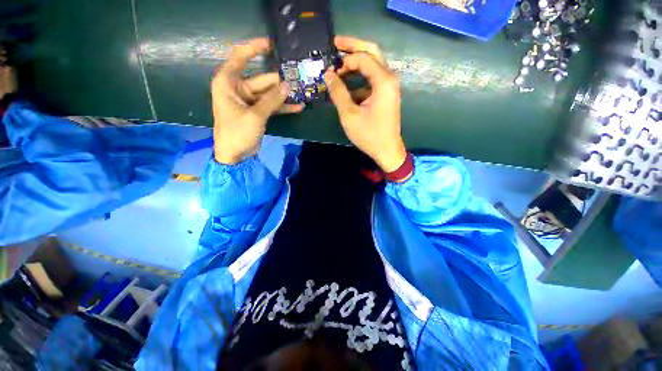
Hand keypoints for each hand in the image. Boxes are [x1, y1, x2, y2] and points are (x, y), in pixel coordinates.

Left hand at [211, 38, 302, 164]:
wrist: (234, 155)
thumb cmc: (237, 133)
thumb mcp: (255, 115)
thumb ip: (272, 100)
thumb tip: (288, 86)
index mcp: (228, 82)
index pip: (240, 56)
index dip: (255, 47)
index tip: (272, 44)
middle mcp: (238, 88)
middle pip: (262, 79)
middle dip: (280, 80)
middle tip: (299, 78)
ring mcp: (249, 101)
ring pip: (269, 93)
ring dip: (284, 95)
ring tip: (302, 93)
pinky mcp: (257, 112)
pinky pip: (271, 106)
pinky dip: (282, 107)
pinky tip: (297, 107)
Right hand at [325, 36, 405, 172]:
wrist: (387, 150)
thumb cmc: (369, 135)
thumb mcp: (349, 115)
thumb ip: (338, 92)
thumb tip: (328, 74)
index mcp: (383, 81)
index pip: (363, 58)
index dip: (345, 60)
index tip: (330, 68)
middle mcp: (389, 79)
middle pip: (372, 53)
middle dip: (353, 47)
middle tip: (335, 44)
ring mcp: (389, 87)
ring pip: (372, 66)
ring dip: (356, 64)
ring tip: (338, 65)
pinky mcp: (385, 95)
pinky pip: (372, 80)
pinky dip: (359, 80)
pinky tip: (347, 87)